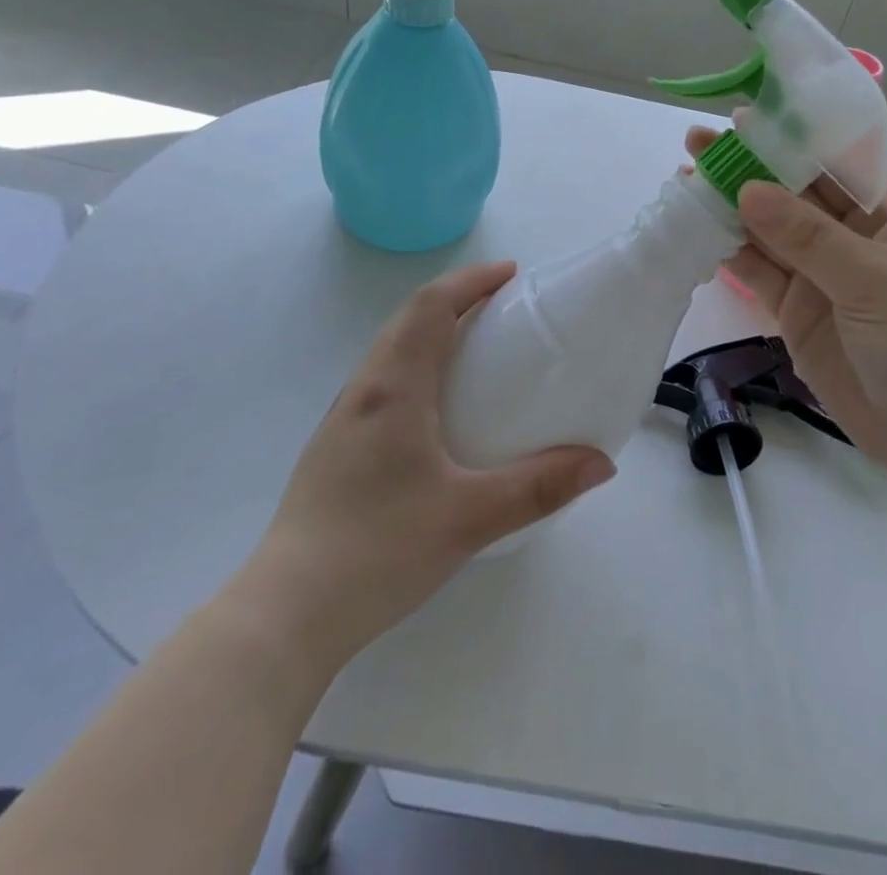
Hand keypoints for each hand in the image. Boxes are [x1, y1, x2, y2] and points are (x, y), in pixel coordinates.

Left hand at [233, 262, 614, 671]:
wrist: (286, 612)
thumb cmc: (378, 550)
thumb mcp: (470, 518)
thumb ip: (539, 487)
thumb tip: (601, 464)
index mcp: (393, 388)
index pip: (430, 307)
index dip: (470, 281)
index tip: (511, 274)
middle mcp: (363, 390)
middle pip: (408, 319)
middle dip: (456, 299)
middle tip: (503, 306)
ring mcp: (344, 419)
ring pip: (391, 349)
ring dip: (433, 331)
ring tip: (477, 349)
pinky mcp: (336, 448)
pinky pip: (383, 381)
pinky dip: (418, 365)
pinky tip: (439, 409)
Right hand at [685, 126, 886, 491]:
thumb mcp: (874, 281)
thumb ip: (809, 237)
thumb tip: (747, 189)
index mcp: (878, 218)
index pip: (826, 169)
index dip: (784, 144)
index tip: (740, 121)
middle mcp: (845, 241)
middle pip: (787, 198)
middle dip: (745, 171)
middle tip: (695, 146)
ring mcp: (817, 278)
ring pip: (765, 234)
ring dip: (727, 209)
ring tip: (684, 181)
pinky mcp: (794, 313)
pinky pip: (756, 274)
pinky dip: (726, 254)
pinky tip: (696, 231)